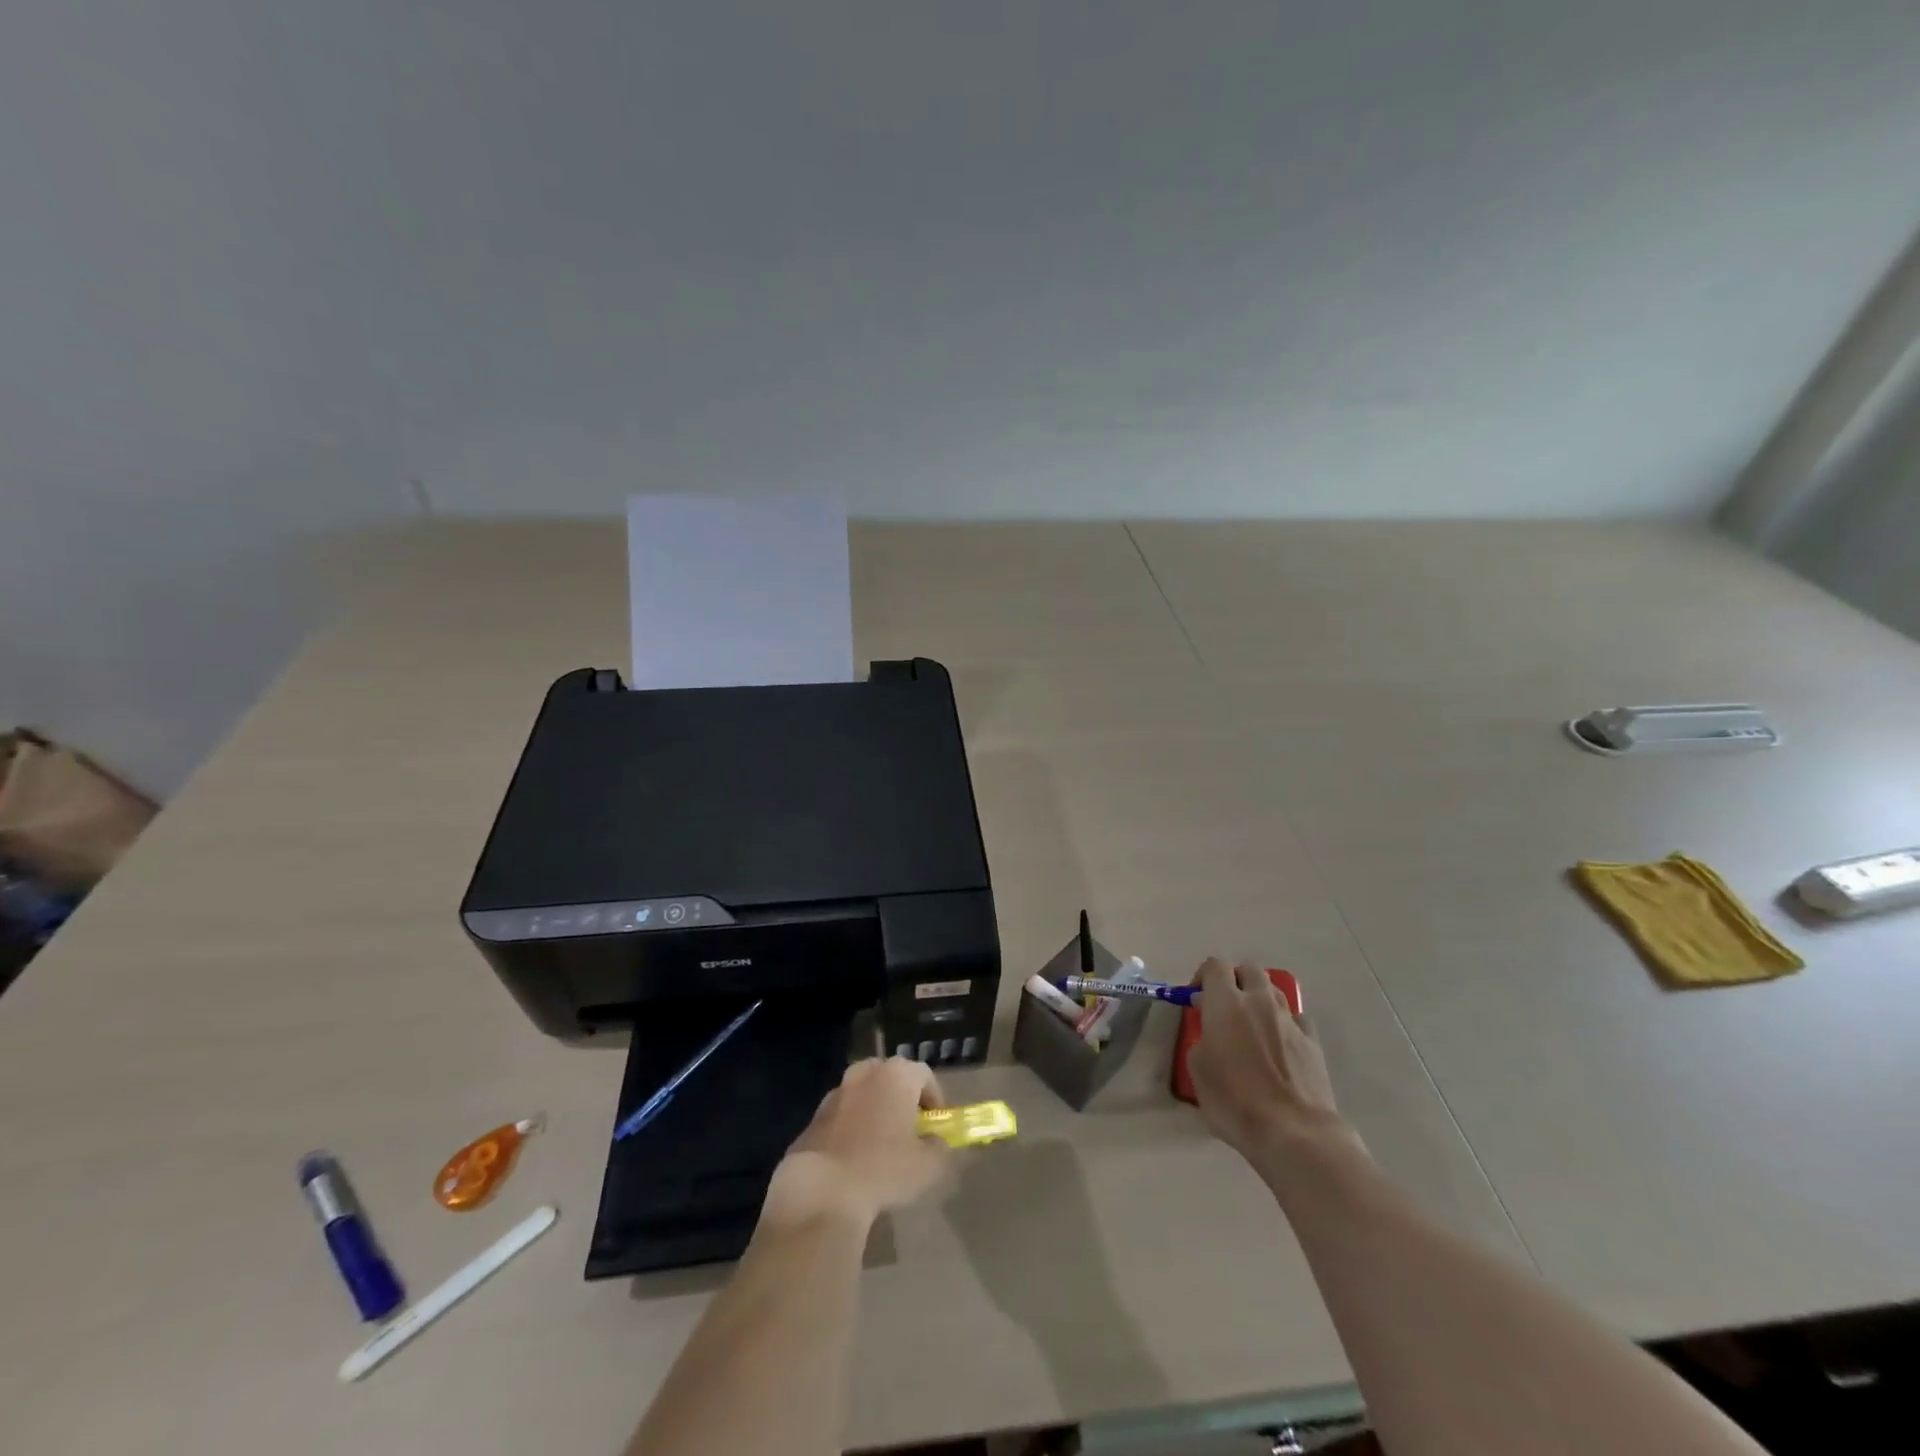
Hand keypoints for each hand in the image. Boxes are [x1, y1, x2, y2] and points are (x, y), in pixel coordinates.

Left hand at [763, 1057, 949, 1230]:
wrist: (822, 1189)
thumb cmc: (883, 1169)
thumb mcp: (928, 1166)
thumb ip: (939, 1147)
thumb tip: (935, 1142)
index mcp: (896, 1075)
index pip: (924, 1075)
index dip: (934, 1099)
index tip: (935, 1125)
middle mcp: (865, 1073)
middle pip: (891, 1078)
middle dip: (902, 1099)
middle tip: (908, 1129)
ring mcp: (836, 1092)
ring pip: (864, 1094)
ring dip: (874, 1111)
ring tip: (880, 1146)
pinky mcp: (814, 1116)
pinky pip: (842, 1115)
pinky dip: (851, 1128)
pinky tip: (853, 1159)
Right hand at [1188, 958, 1360, 1173]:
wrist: (1293, 1132)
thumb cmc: (1234, 1100)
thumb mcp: (1198, 1070)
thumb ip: (1202, 1040)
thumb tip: (1212, 1034)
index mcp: (1226, 1003)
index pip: (1215, 965)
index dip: (1204, 976)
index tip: (1198, 1000)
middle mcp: (1260, 1001)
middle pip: (1249, 969)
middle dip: (1236, 980)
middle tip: (1226, 1006)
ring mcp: (1290, 1020)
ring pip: (1275, 990)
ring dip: (1261, 999)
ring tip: (1253, 1026)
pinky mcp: (1313, 1042)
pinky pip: (1297, 1018)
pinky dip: (1286, 1023)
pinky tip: (1280, 1045)